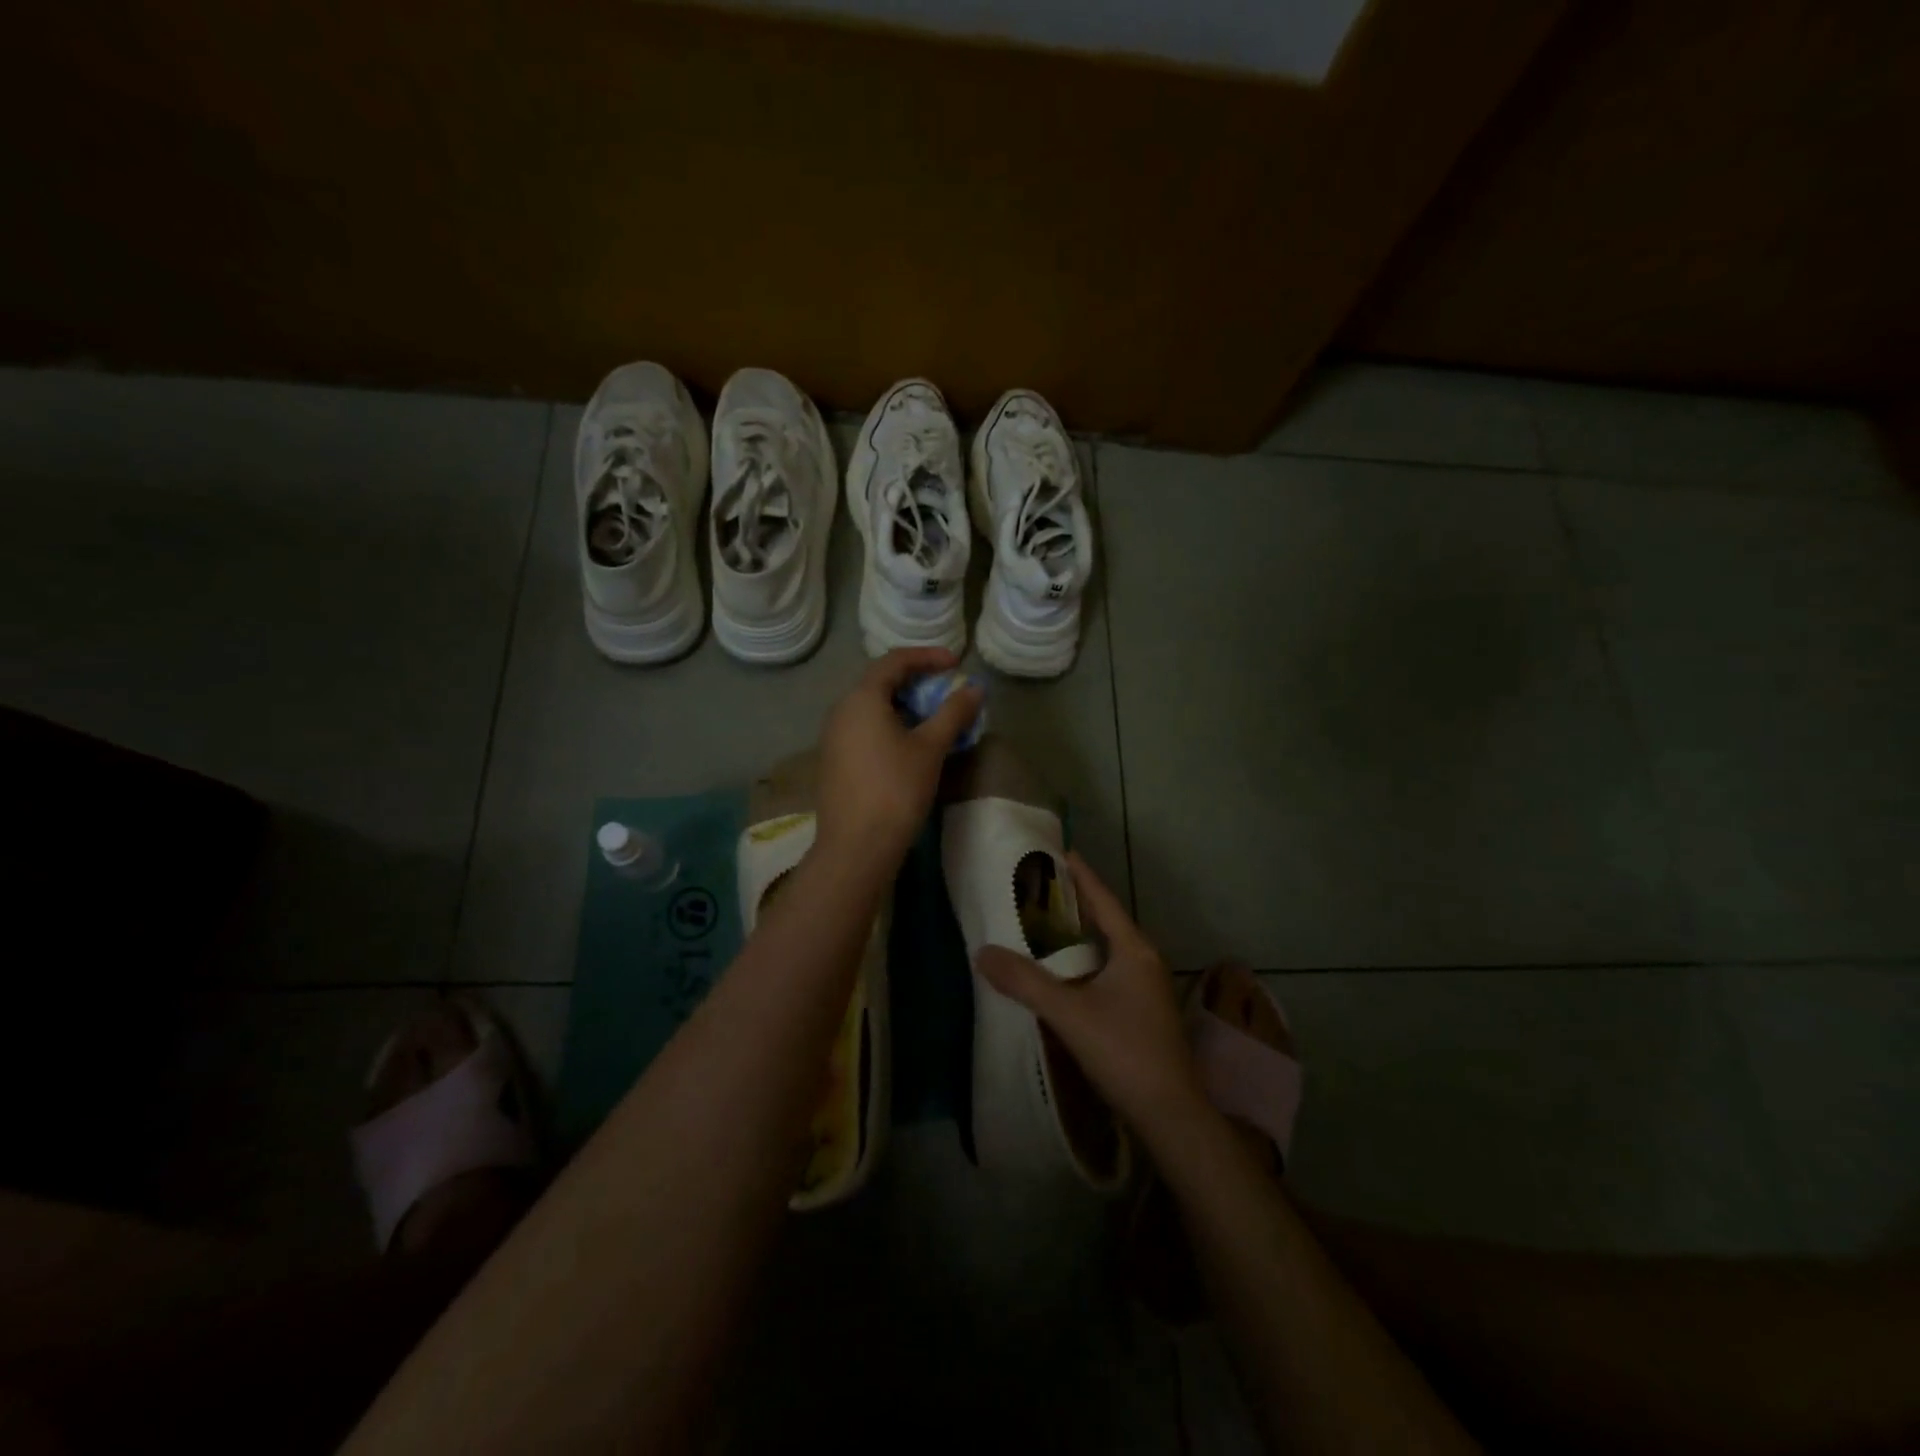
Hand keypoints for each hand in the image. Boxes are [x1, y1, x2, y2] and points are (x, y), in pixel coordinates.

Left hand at [816, 648, 984, 870]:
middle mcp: (841, 710)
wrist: (856, 847)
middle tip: (946, 692)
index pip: (894, 660)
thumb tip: (975, 688)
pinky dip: (889, 726)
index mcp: (861, 698)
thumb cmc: (896, 789)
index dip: (928, 656)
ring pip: (872, 708)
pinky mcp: (834, 761)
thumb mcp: (931, 748)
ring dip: (904, 706)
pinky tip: (909, 747)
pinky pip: (864, 729)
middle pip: (880, 682)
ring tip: (934, 720)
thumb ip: (953, 712)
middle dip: (916, 682)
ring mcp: (833, 737)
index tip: (956, 663)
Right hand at [975, 854, 1203, 1135]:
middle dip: (1074, 902)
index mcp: (1133, 950)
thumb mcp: (1070, 1013)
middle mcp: (1143, 961)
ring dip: (1078, 935)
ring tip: (1042, 924)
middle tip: (1038, 886)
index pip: (1102, 899)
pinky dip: (1083, 962)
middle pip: (1105, 920)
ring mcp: (1145, 988)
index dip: (1080, 874)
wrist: (1170, 1115)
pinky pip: (1107, 971)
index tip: (1057, 851)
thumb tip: (982, 953)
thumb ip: (1025, 982)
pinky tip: (1061, 974)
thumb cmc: (1124, 1052)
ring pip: (1106, 948)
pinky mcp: (1141, 1012)